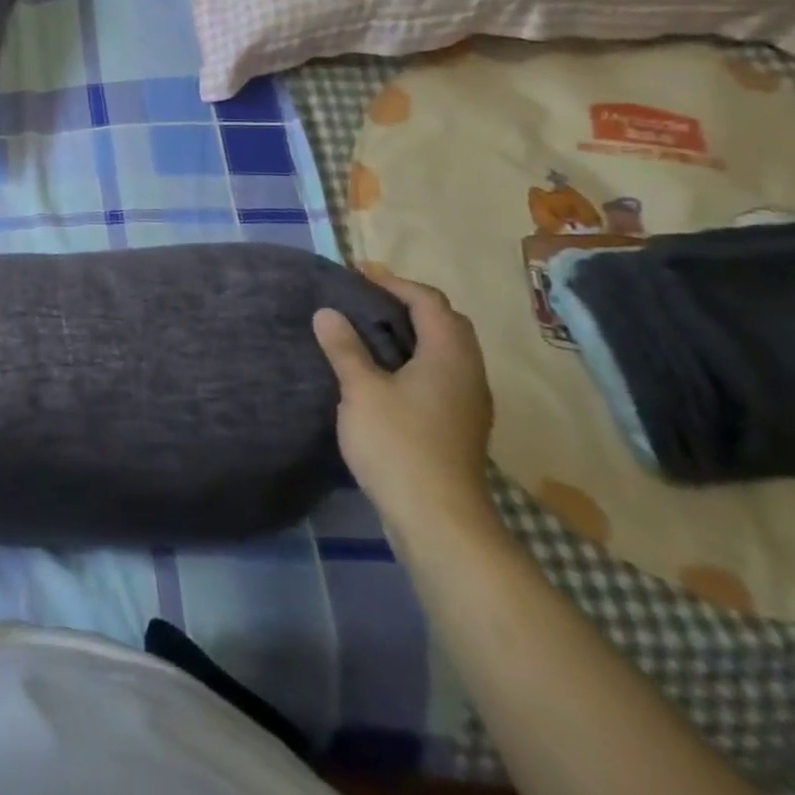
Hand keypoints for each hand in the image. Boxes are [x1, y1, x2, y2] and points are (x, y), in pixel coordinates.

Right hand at [314, 276, 497, 541]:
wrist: (437, 518)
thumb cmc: (398, 444)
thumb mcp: (361, 390)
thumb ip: (344, 348)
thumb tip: (326, 312)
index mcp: (449, 356)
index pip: (430, 302)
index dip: (395, 284)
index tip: (358, 276)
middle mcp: (467, 373)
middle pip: (446, 323)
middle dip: (408, 305)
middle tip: (365, 300)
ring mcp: (467, 402)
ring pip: (445, 351)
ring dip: (412, 333)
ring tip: (368, 332)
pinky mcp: (459, 424)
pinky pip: (440, 373)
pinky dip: (414, 359)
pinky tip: (384, 373)